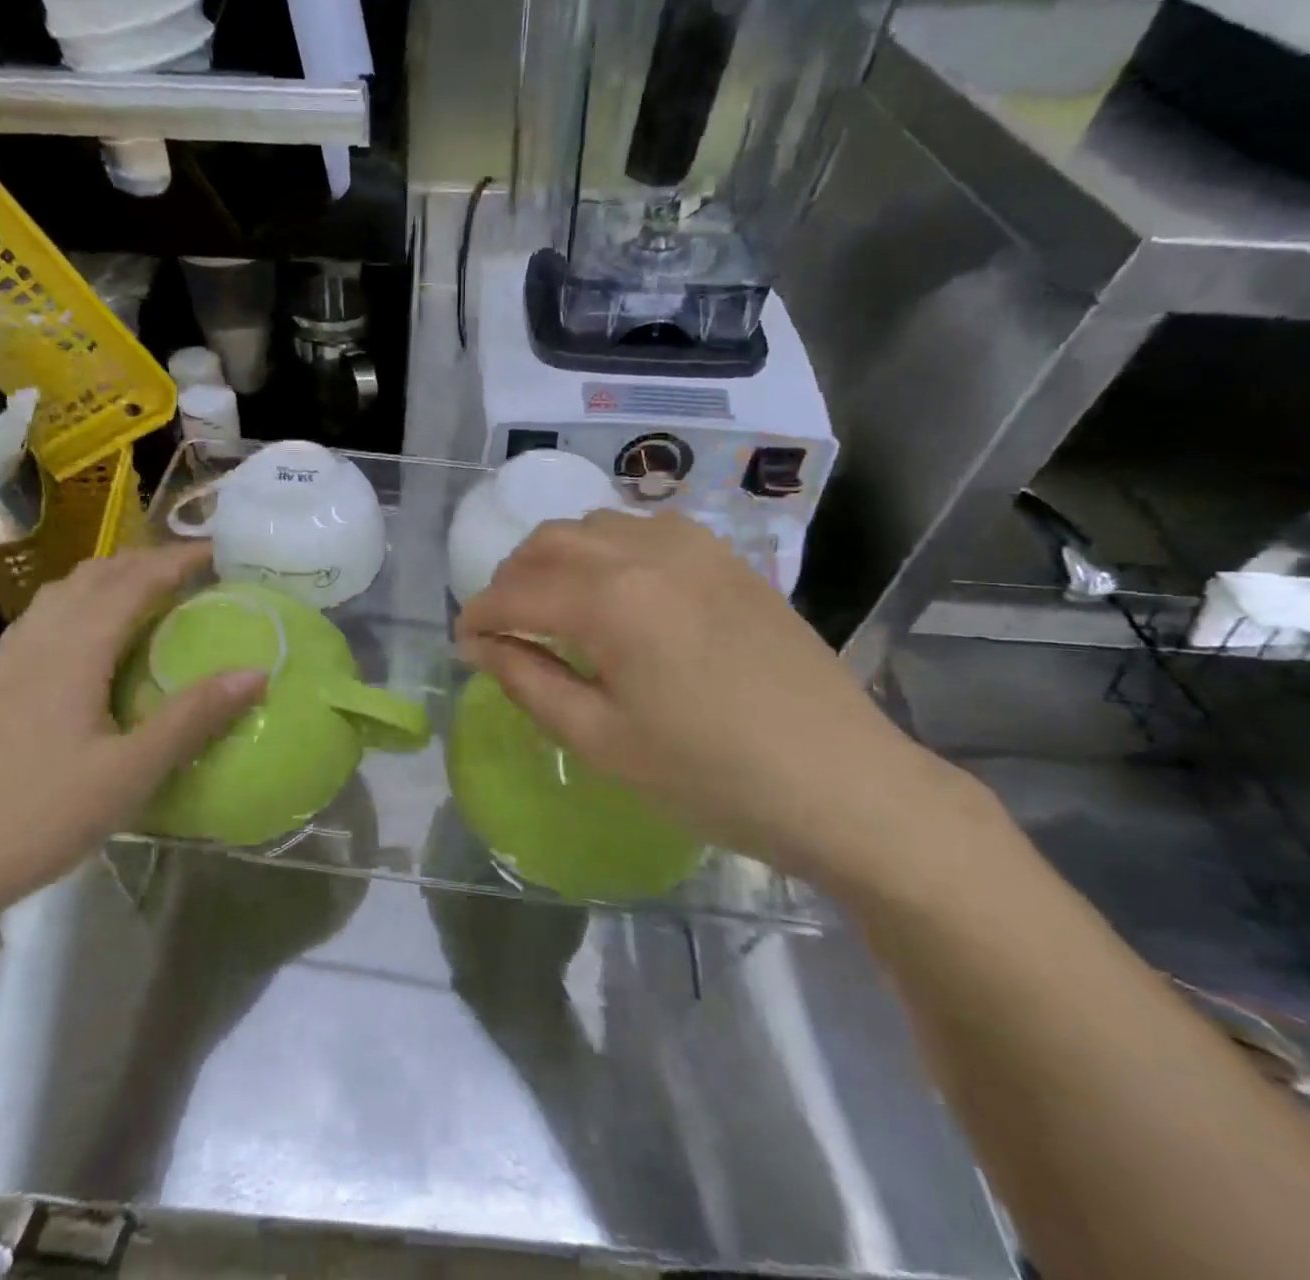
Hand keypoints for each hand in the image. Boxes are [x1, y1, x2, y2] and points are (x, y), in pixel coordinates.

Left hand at [0, 543, 264, 922]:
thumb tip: (255, 673)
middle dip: (144, 560)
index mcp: (75, 653)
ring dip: (108, 575)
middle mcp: (42, 643)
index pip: (133, 584)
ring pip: (62, 592)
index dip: (175, 561)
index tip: (217, 553)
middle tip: (190, 570)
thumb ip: (192, 718)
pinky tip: (84, 629)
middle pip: (95, 577)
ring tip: (144, 587)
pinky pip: (42, 618)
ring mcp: (13, 664)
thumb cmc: (42, 815)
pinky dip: (76, 601)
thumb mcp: (131, 772)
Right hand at [455, 511, 996, 888]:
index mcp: (611, 600)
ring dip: (557, 558)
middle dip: (511, 579)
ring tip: (554, 606)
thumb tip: (480, 645)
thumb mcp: (601, 740)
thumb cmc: (711, 776)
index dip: (478, 616)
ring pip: (595, 525)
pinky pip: (644, 529)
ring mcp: (694, 547)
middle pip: (549, 541)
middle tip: (503, 627)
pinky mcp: (728, 557)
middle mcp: (647, 552)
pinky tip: (617, 589)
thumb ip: (528, 680)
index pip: (515, 592)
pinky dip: (608, 548)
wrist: (845, 785)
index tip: (463, 644)